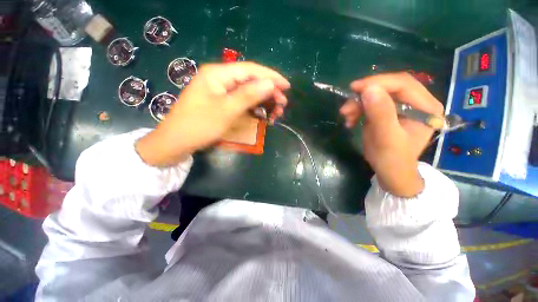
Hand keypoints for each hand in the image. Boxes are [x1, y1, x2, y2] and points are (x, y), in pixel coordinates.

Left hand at [136, 62, 289, 165]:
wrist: (176, 142)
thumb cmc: (199, 126)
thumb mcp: (226, 110)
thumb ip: (249, 95)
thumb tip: (270, 83)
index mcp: (218, 74)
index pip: (251, 70)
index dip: (271, 77)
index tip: (287, 87)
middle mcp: (219, 78)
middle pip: (250, 80)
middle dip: (269, 92)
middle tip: (282, 105)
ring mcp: (220, 91)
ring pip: (248, 92)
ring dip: (263, 101)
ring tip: (275, 113)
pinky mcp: (221, 102)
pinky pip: (241, 101)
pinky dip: (254, 107)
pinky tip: (262, 114)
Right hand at [339, 72, 443, 196]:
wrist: (390, 171)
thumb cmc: (392, 158)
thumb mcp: (386, 138)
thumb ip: (381, 113)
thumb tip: (368, 90)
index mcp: (426, 107)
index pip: (403, 83)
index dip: (378, 82)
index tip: (354, 89)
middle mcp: (417, 102)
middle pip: (388, 87)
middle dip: (364, 95)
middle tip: (346, 108)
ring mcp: (401, 106)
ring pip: (377, 94)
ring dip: (358, 104)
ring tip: (346, 116)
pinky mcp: (388, 111)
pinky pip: (371, 103)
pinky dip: (358, 110)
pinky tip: (350, 120)